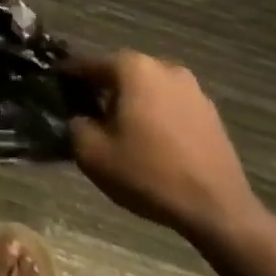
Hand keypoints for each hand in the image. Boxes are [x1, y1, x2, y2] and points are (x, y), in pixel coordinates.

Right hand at [66, 51, 268, 247]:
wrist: (219, 211)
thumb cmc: (149, 174)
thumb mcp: (92, 153)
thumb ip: (75, 125)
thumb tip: (77, 117)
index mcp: (132, 67)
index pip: (88, 64)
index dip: (68, 78)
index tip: (56, 91)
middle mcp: (163, 66)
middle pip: (120, 74)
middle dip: (103, 91)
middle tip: (88, 115)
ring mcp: (192, 88)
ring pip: (148, 89)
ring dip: (133, 104)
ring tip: (122, 132)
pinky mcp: (211, 113)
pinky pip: (171, 106)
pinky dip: (157, 117)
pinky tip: (153, 144)